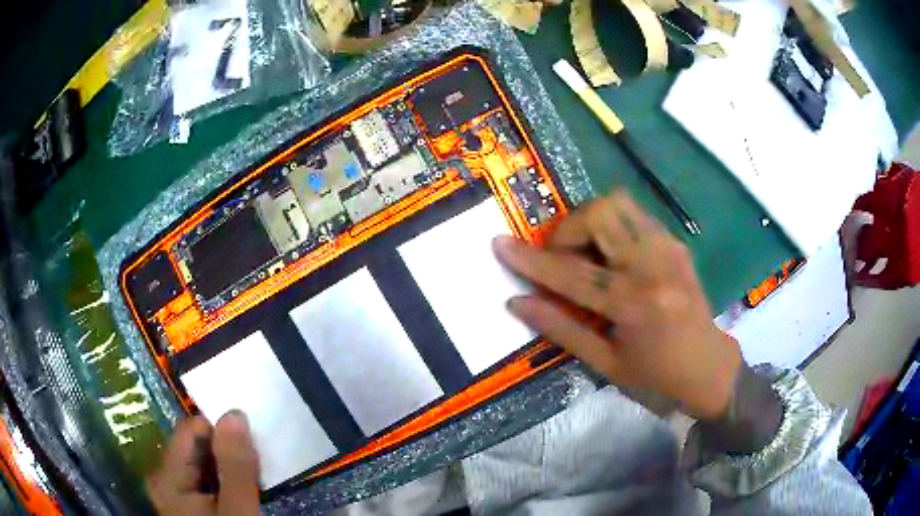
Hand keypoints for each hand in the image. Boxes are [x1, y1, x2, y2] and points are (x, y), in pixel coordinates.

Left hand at [147, 412, 258, 515]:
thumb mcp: (238, 513)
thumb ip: (235, 467)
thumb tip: (235, 414)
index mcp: (166, 477)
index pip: (191, 430)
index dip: (222, 429)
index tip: (252, 437)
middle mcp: (163, 477)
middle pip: (195, 446)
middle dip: (227, 448)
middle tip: (258, 459)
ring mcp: (174, 490)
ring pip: (203, 462)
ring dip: (229, 464)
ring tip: (254, 474)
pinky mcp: (186, 501)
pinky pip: (206, 478)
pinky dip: (226, 479)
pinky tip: (243, 489)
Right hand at [494, 191, 741, 419]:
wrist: (707, 364)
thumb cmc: (654, 373)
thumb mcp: (604, 363)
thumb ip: (560, 329)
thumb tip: (518, 302)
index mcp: (633, 305)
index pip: (571, 274)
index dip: (531, 259)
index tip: (500, 243)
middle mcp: (652, 267)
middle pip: (599, 216)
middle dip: (567, 230)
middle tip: (562, 256)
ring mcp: (668, 248)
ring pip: (618, 203)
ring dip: (590, 220)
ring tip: (586, 250)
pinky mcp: (676, 241)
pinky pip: (634, 214)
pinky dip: (612, 224)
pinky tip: (612, 252)